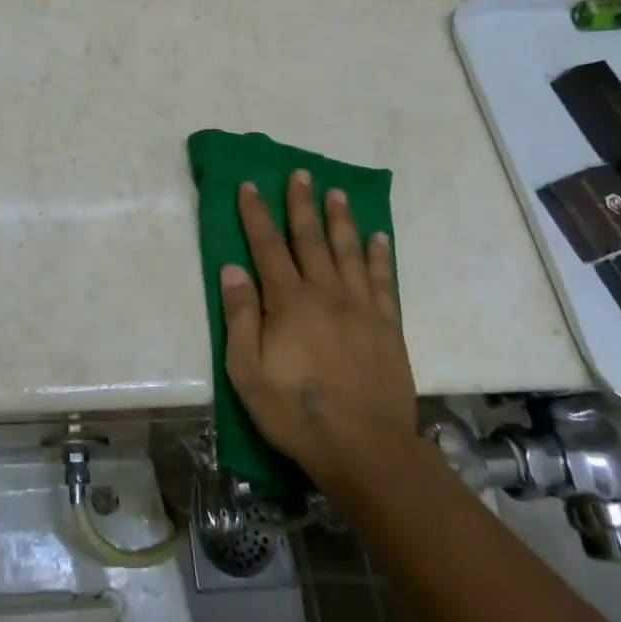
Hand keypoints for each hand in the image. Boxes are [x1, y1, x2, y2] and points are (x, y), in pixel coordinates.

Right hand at [220, 171, 419, 490]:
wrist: (365, 447)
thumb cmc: (296, 411)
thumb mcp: (248, 371)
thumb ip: (240, 317)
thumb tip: (232, 269)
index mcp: (289, 302)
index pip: (267, 246)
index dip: (256, 214)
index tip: (249, 185)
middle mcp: (326, 294)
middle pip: (310, 239)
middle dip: (302, 204)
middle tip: (301, 173)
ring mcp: (361, 308)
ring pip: (349, 252)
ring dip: (341, 220)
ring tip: (336, 193)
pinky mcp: (387, 326)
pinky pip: (382, 280)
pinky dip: (378, 256)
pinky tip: (378, 238)